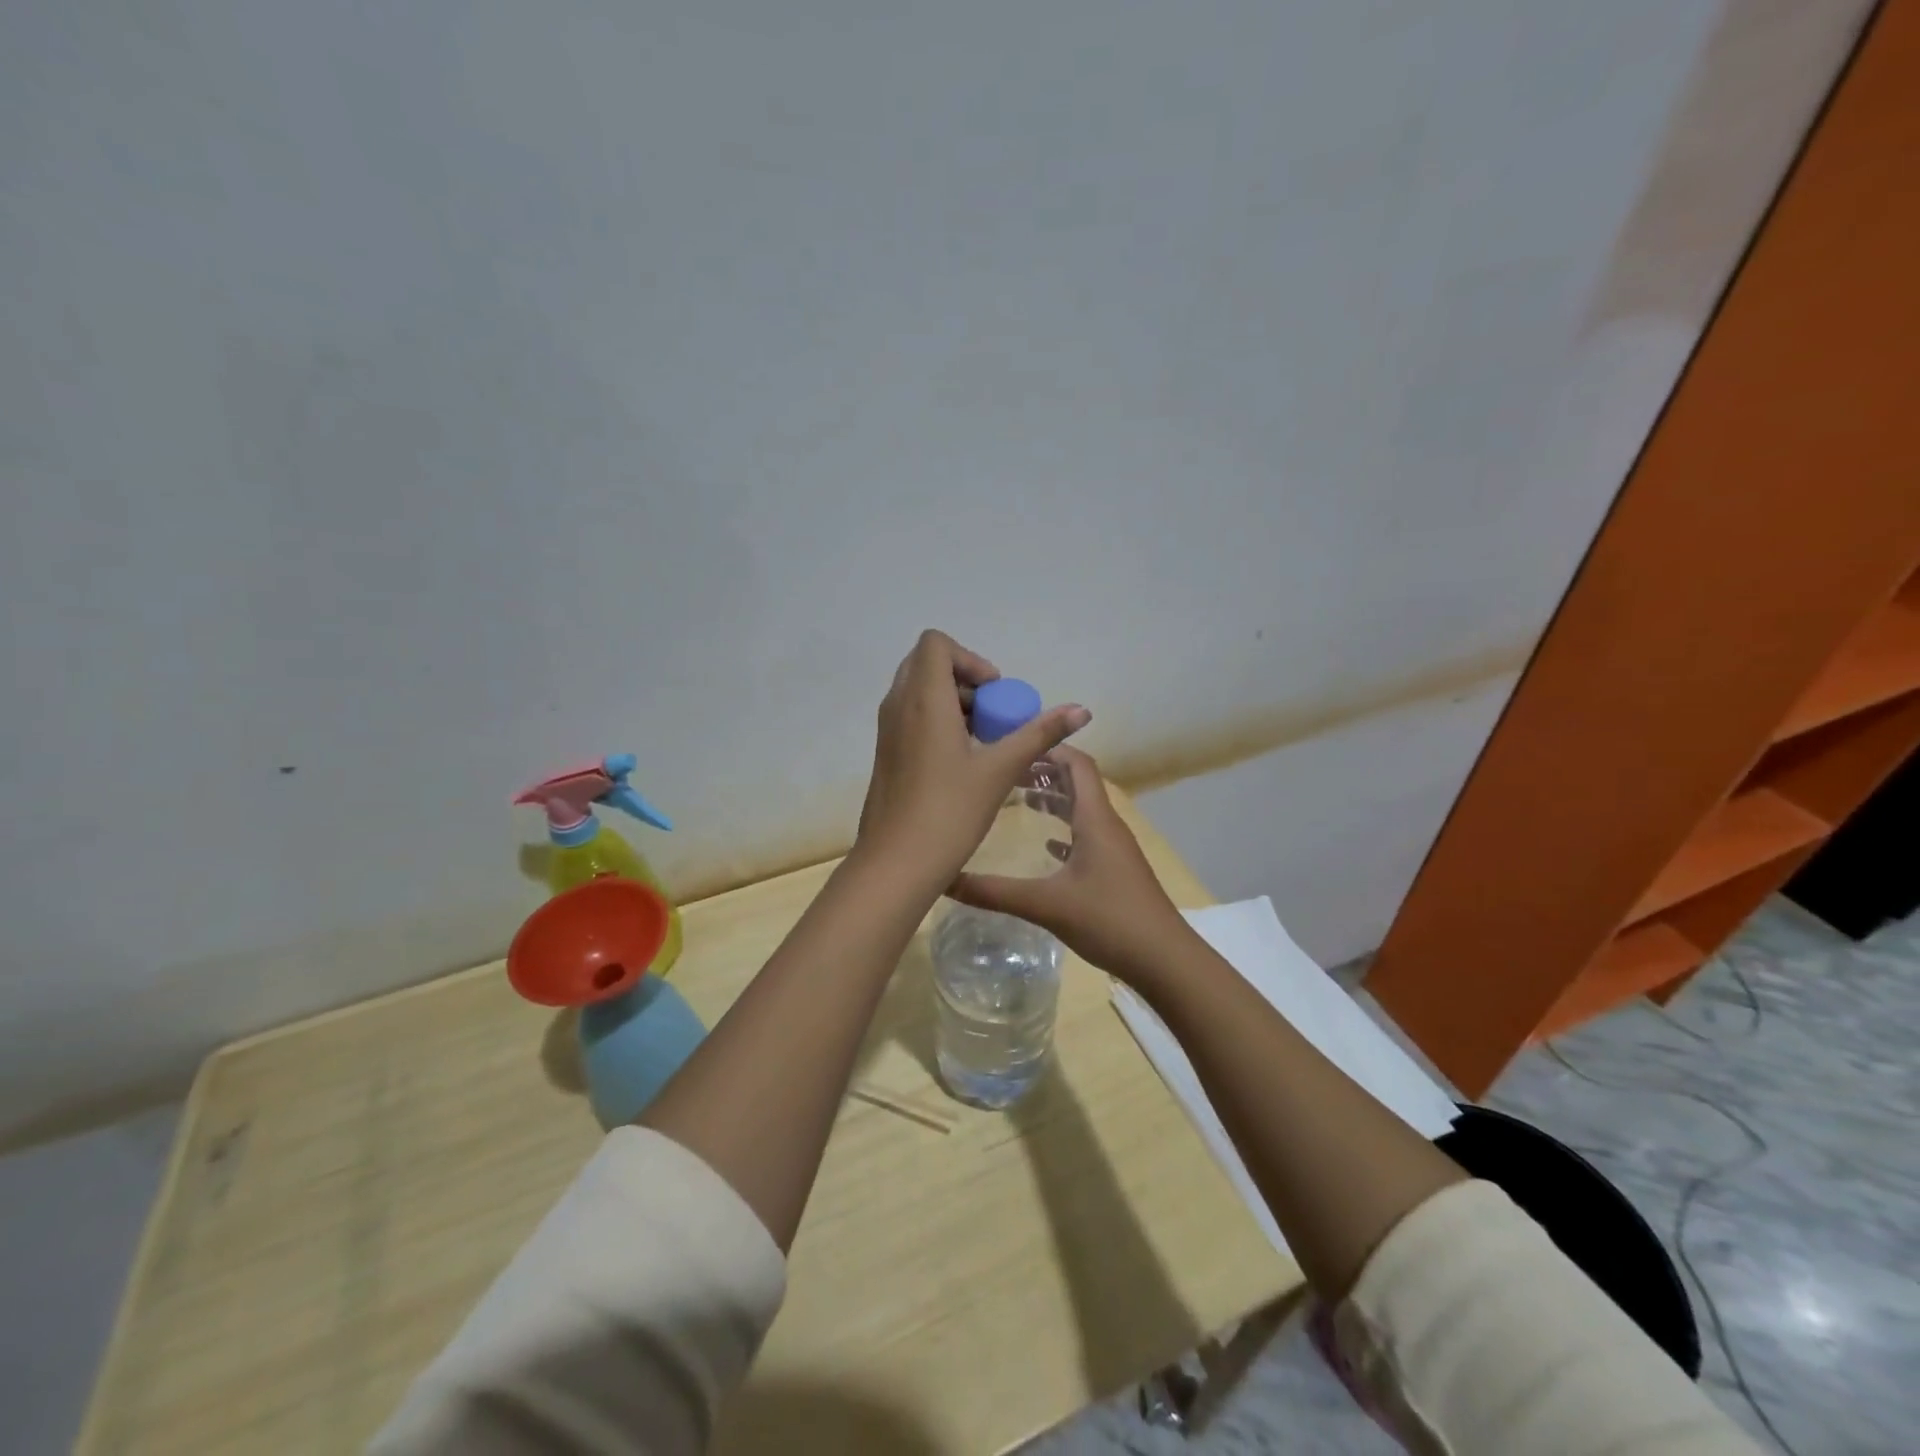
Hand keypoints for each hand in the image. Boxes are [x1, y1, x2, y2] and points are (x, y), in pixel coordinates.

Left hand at [856, 630, 1090, 886]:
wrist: (895, 863)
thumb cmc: (949, 812)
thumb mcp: (1000, 770)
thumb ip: (1040, 734)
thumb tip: (1082, 709)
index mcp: (922, 699)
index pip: (935, 644)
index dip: (970, 658)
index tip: (995, 692)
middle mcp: (898, 706)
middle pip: (927, 664)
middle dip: (964, 678)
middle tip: (992, 713)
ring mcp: (887, 730)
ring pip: (918, 692)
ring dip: (952, 702)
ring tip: (983, 740)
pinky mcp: (885, 753)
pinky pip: (910, 717)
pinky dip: (936, 721)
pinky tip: (962, 761)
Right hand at [948, 746, 1191, 984]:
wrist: (1165, 961)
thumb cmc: (1108, 920)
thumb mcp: (1046, 904)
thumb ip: (994, 891)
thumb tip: (944, 879)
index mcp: (1095, 819)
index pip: (1077, 764)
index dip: (1048, 749)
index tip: (1013, 747)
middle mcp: (1107, 825)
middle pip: (1078, 783)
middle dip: (1044, 773)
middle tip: (1006, 773)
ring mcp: (1115, 849)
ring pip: (1083, 810)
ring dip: (1054, 800)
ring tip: (1020, 800)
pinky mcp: (1117, 871)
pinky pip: (1088, 837)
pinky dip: (1065, 831)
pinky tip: (1046, 846)